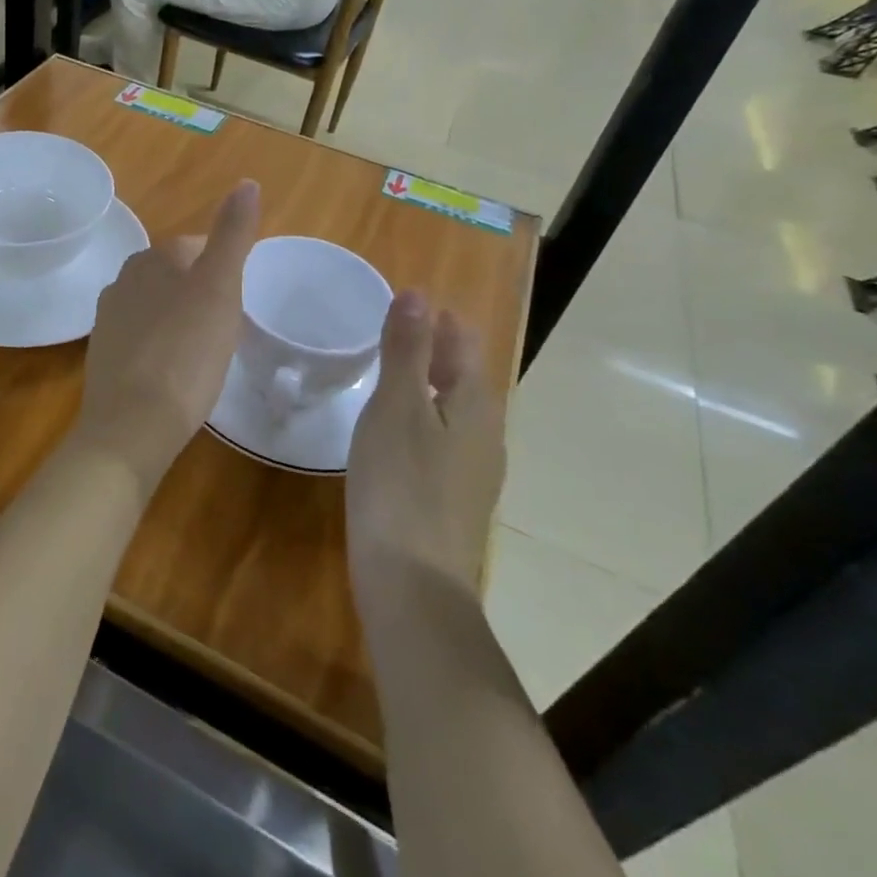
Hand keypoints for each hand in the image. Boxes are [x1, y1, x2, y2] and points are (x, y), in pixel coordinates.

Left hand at [66, 181, 260, 494]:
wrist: (132, 424)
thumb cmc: (186, 353)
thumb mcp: (220, 290)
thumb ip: (232, 236)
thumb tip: (247, 182)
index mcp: (154, 259)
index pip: (197, 247)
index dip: (223, 272)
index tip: (238, 304)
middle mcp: (124, 279)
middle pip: (175, 276)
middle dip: (200, 294)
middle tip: (225, 331)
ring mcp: (109, 317)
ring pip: (156, 305)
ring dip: (180, 319)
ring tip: (203, 353)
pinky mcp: (103, 353)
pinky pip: (141, 336)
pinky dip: (160, 345)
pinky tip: (173, 372)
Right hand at [346, 292, 503, 597]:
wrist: (413, 584)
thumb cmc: (400, 484)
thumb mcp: (395, 407)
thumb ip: (406, 350)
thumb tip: (417, 293)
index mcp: (476, 404)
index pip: (464, 343)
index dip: (438, 319)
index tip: (403, 303)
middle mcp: (486, 434)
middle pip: (463, 376)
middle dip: (434, 349)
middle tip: (391, 330)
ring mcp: (475, 471)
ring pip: (454, 410)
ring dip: (427, 384)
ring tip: (389, 373)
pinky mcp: (455, 498)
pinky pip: (444, 440)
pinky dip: (423, 419)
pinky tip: (396, 432)